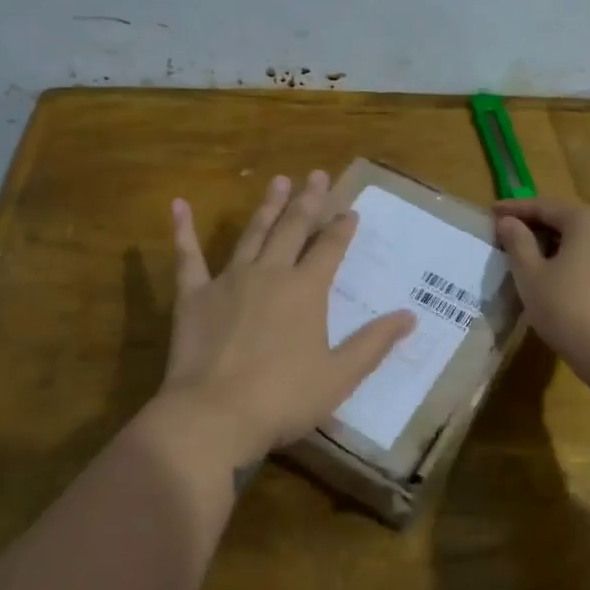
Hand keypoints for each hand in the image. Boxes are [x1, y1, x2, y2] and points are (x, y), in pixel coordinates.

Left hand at [157, 171, 415, 470]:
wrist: (214, 414)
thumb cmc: (283, 399)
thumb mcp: (340, 376)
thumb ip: (374, 343)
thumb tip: (410, 316)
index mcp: (306, 290)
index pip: (329, 248)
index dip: (342, 228)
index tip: (351, 210)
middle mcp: (270, 273)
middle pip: (293, 228)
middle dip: (308, 201)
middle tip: (317, 175)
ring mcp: (229, 280)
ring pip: (253, 233)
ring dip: (267, 206)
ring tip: (279, 180)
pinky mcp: (193, 295)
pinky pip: (188, 256)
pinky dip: (183, 230)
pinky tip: (179, 205)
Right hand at [494, 197, 589, 379]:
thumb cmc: (568, 309)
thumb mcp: (531, 275)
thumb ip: (518, 242)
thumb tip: (508, 222)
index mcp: (587, 220)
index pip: (543, 206)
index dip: (514, 209)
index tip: (490, 212)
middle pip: (566, 219)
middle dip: (535, 225)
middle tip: (506, 234)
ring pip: (582, 238)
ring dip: (554, 243)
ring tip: (528, 255)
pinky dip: (573, 258)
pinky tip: (557, 274)